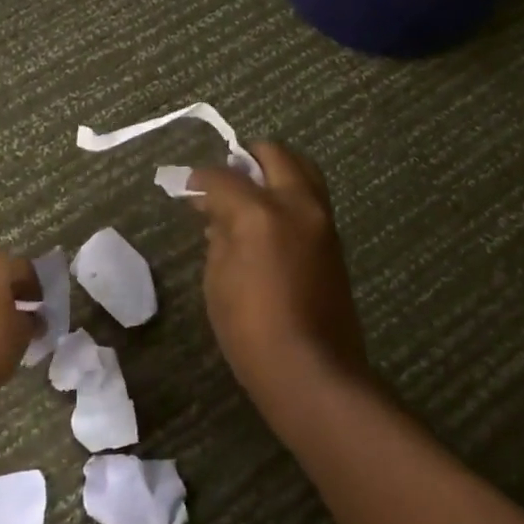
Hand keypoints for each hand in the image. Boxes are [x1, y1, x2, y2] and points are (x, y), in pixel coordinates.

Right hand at [188, 142, 367, 391]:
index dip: (201, 179)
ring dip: (275, 170)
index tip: (189, 186)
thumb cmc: (251, 330)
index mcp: (261, 213)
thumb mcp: (218, 281)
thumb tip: (221, 216)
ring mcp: (323, 219)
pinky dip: (290, 192)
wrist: (311, 369)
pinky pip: (312, 197)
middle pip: (275, 154)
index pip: (225, 177)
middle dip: (247, 158)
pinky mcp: (335, 238)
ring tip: (251, 192)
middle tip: (226, 178)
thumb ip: (219, 237)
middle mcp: (298, 204)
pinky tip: (270, 217)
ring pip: (303, 169)